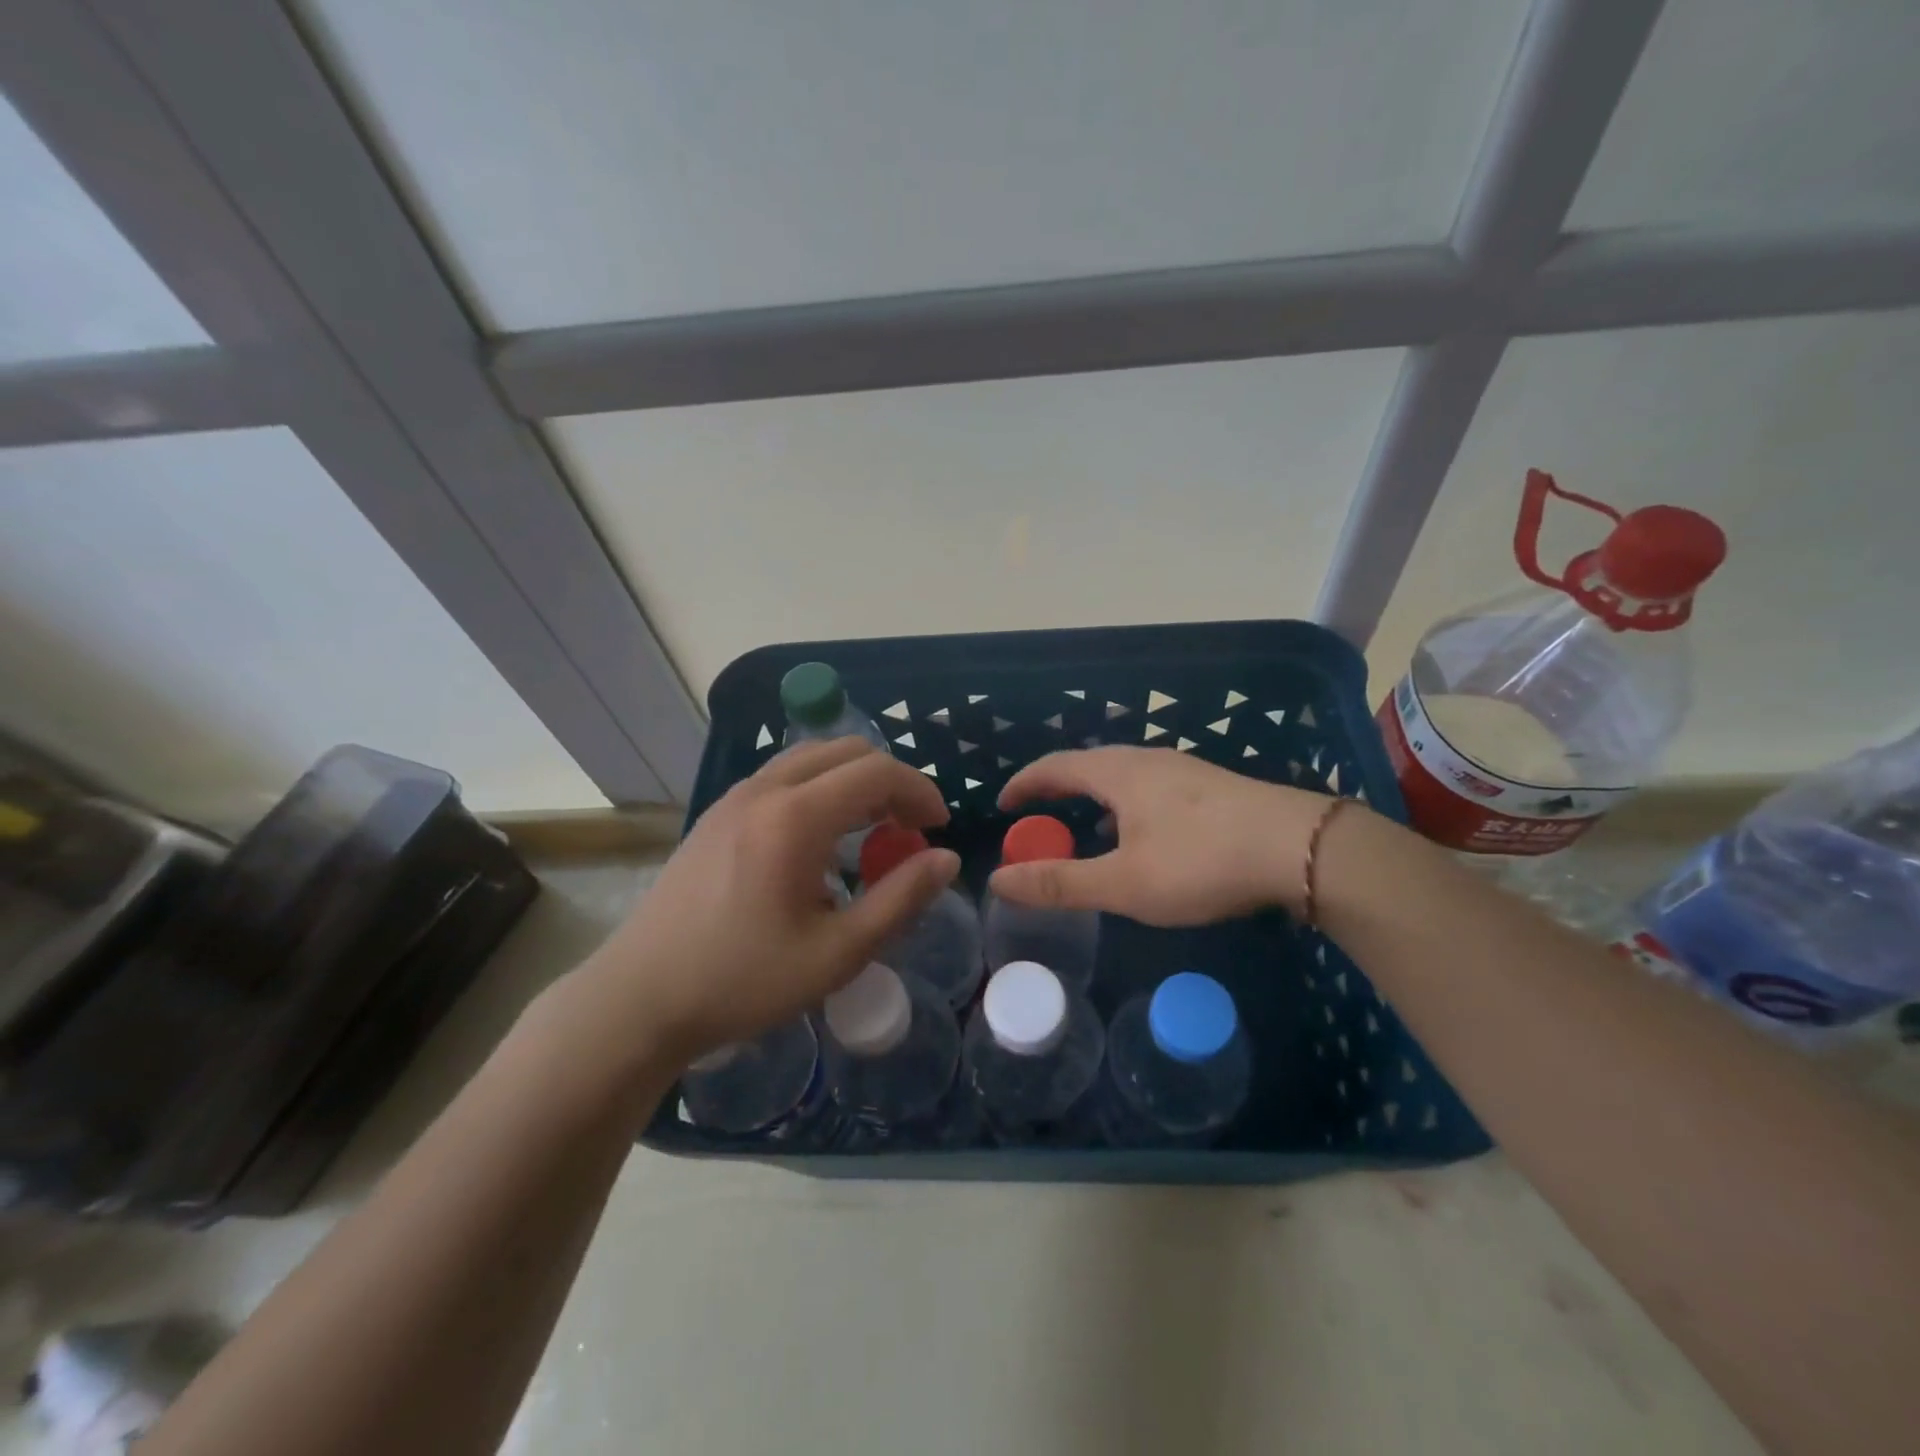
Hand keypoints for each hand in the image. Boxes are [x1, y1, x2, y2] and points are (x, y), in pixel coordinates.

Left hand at [573, 738, 959, 1064]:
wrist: (640, 997)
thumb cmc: (742, 980)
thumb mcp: (836, 953)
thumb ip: (900, 900)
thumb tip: (946, 859)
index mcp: (795, 818)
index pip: (876, 771)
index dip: (919, 791)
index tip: (939, 828)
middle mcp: (764, 790)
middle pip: (846, 751)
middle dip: (890, 780)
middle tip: (909, 828)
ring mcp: (735, 796)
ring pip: (812, 757)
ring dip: (853, 780)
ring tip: (871, 830)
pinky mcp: (717, 812)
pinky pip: (784, 776)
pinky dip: (820, 788)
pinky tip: (821, 839)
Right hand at [990, 746, 1348, 924]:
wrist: (1299, 848)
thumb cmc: (1200, 862)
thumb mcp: (1123, 883)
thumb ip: (1060, 883)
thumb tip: (999, 881)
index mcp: (1118, 773)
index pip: (1054, 766)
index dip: (1024, 784)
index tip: (1002, 806)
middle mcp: (1147, 759)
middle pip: (1087, 764)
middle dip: (1056, 788)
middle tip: (1037, 817)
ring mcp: (1183, 769)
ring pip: (1122, 775)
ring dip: (1093, 796)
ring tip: (1085, 827)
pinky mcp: (1211, 787)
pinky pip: (1150, 787)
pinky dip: (1125, 805)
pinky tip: (1142, 836)